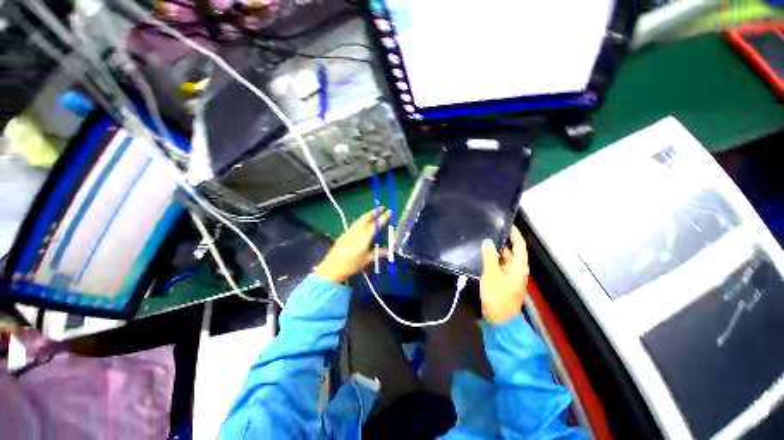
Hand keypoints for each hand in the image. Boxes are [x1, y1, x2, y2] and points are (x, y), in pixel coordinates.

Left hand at [314, 207, 391, 283]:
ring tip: (373, 213)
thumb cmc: (352, 264)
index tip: (389, 211)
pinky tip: (363, 223)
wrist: (332, 267)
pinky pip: (355, 224)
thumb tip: (387, 250)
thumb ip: (377, 253)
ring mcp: (349, 231)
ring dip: (367, 215)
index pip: (376, 224)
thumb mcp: (367, 260)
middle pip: (366, 217)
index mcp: (364, 236)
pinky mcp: (344, 234)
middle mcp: (357, 231)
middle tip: (382, 208)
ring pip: (360, 219)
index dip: (383, 217)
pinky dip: (361, 220)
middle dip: (374, 212)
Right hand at [479, 226, 529, 324]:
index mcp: (518, 266)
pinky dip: (493, 260)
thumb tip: (488, 241)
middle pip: (511, 252)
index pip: (519, 245)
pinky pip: (499, 266)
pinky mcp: (503, 281)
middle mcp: (517, 269)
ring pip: (504, 259)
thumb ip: (489, 256)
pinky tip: (482, 256)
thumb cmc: (497, 295)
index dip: (514, 234)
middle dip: (502, 241)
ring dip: (496, 251)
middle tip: (490, 231)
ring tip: (484, 241)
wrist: (499, 319)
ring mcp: (510, 276)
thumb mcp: (491, 274)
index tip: (506, 224)